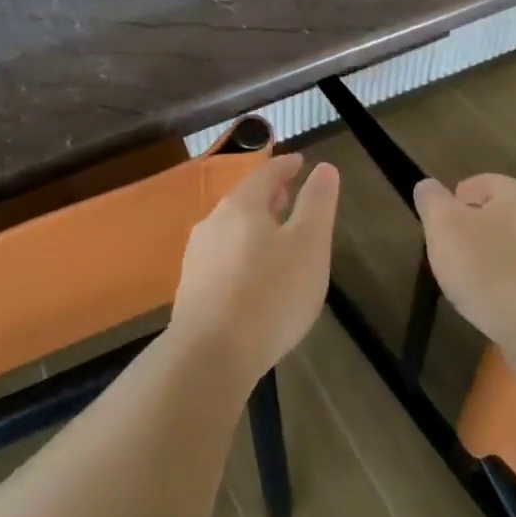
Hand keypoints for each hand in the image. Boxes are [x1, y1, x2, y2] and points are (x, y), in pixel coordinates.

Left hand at [170, 153, 340, 384]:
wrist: (211, 354)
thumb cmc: (271, 294)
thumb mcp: (309, 245)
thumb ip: (318, 204)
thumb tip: (324, 168)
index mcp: (241, 207)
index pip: (265, 174)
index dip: (285, 166)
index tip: (299, 161)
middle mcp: (212, 224)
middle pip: (243, 201)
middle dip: (268, 196)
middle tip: (287, 194)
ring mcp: (197, 258)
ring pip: (229, 230)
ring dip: (252, 225)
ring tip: (272, 234)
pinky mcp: (191, 289)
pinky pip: (221, 258)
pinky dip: (240, 253)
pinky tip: (250, 274)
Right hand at [414, 174, 515, 347]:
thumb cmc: (486, 265)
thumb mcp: (444, 227)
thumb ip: (432, 201)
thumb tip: (427, 186)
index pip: (482, 182)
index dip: (455, 198)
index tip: (438, 223)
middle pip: (500, 216)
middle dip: (474, 229)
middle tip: (449, 251)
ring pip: (515, 248)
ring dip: (492, 258)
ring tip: (468, 281)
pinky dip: (508, 284)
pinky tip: (493, 302)